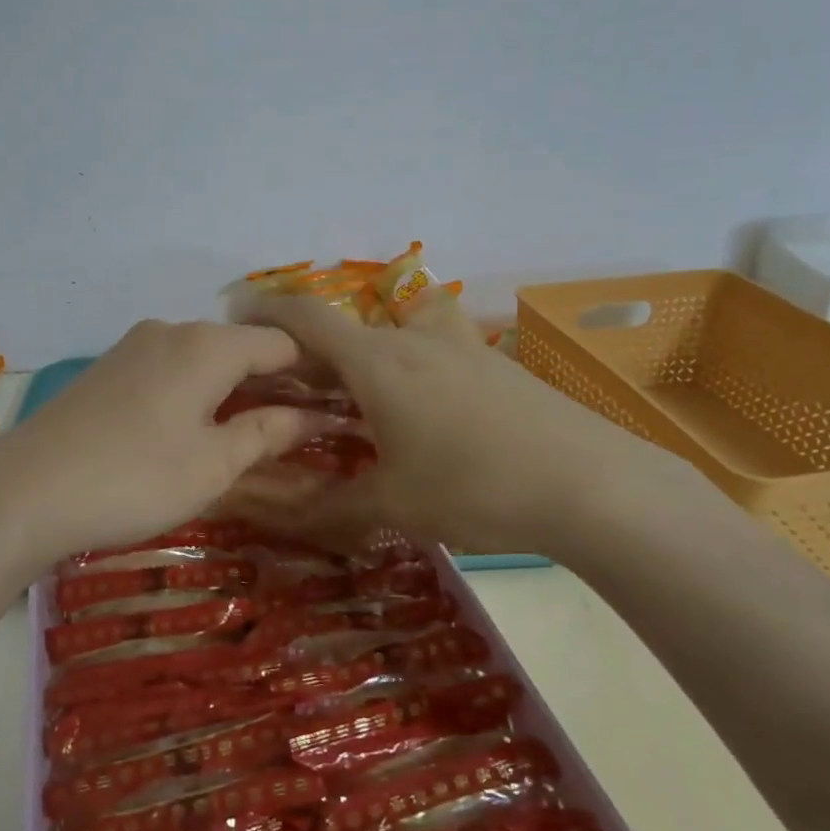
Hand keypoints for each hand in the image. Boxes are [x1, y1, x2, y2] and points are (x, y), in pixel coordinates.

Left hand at [0, 321, 326, 568]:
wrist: (24, 492)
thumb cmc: (135, 478)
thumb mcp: (213, 464)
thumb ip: (266, 432)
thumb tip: (311, 416)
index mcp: (207, 345)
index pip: (281, 343)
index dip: (314, 372)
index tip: (336, 405)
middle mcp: (171, 330)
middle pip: (240, 347)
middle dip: (272, 383)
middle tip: (298, 428)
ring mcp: (132, 347)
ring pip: (202, 359)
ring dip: (232, 389)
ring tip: (249, 434)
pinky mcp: (105, 370)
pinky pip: (168, 370)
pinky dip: (194, 392)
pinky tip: (191, 430)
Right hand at [241, 295, 697, 556]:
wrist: (593, 483)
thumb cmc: (476, 486)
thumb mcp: (396, 503)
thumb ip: (334, 506)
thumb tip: (283, 519)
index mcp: (377, 362)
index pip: (306, 318)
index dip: (266, 311)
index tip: (236, 315)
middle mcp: (413, 341)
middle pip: (346, 330)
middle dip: (311, 352)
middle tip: (290, 390)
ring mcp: (459, 348)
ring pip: (392, 338)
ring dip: (362, 359)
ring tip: (354, 403)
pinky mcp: (493, 364)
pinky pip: (431, 353)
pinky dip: (405, 371)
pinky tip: (421, 417)